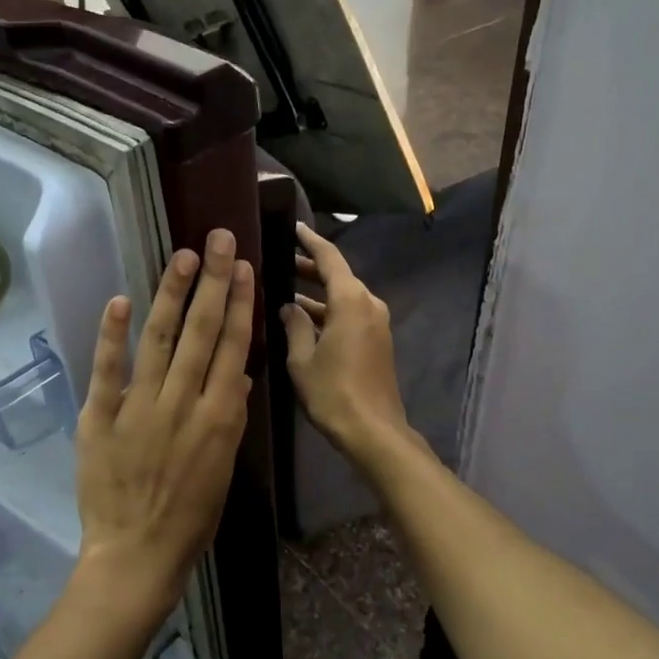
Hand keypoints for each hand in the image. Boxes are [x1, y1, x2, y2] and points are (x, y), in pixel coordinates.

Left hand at [73, 229, 255, 628]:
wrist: (136, 555)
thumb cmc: (190, 518)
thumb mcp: (224, 470)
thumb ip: (230, 418)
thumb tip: (239, 372)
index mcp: (219, 418)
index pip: (232, 348)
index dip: (238, 305)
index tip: (243, 268)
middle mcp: (182, 404)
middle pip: (200, 333)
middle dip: (211, 282)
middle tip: (216, 239)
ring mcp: (139, 408)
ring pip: (158, 340)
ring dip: (170, 295)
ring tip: (181, 256)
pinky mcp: (100, 418)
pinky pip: (107, 370)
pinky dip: (112, 335)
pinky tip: (121, 299)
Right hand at [280, 224, 411, 458]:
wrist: (373, 430)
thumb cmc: (333, 392)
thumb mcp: (302, 359)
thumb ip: (294, 326)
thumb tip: (289, 306)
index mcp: (350, 301)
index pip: (329, 258)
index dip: (310, 241)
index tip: (292, 228)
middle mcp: (368, 304)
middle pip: (338, 276)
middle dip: (310, 268)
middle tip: (281, 261)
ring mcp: (376, 323)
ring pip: (344, 297)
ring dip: (318, 294)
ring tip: (286, 292)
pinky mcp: (377, 341)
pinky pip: (351, 314)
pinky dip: (329, 312)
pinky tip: (305, 321)